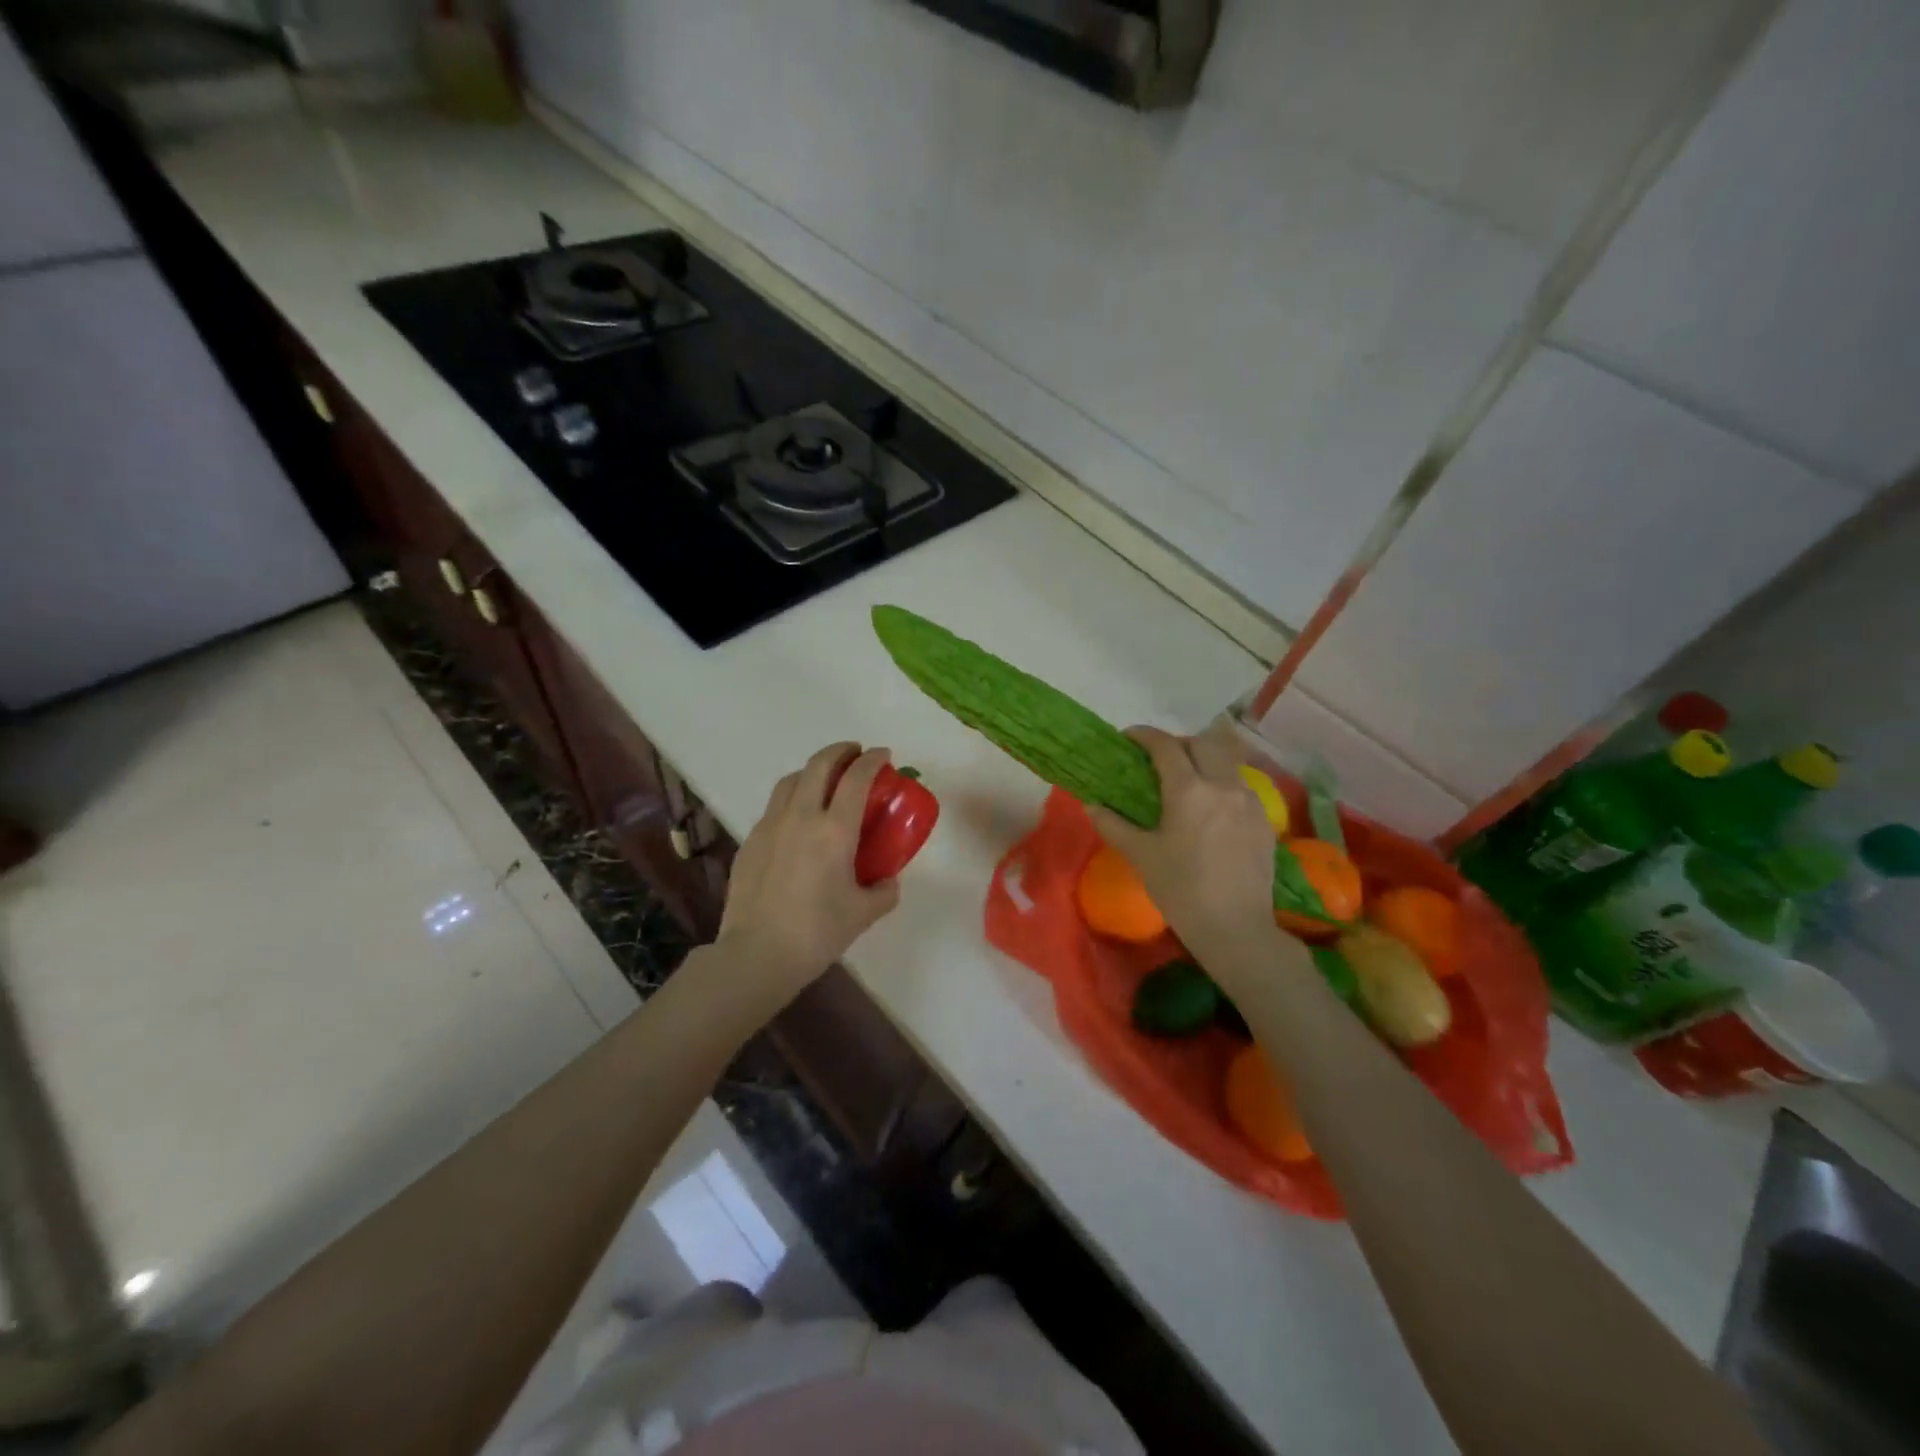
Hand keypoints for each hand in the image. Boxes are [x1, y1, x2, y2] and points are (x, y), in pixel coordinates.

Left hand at [713, 741, 901, 1004]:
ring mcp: (770, 826)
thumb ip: (883, 891)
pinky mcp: (750, 841)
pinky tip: (798, 822)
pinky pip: (774, 807)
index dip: (872, 760)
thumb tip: (887, 881)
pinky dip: (792, 799)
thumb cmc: (817, 932)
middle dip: (840, 751)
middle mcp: (801, 817)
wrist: (757, 954)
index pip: (857, 778)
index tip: (882, 754)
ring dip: (813, 771)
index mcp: (834, 830)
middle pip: (819, 765)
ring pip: (791, 780)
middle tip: (855, 754)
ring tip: (825, 781)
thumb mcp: (863, 914)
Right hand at [1086, 727, 1279, 967]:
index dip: (1144, 736)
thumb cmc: (1181, 890)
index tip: (1128, 738)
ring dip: (1203, 761)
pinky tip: (1210, 810)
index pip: (1165, 746)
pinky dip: (1221, 784)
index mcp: (1189, 790)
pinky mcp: (1264, 821)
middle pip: (1202, 743)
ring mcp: (1250, 802)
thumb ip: (1113, 824)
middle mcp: (1223, 786)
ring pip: (1226, 762)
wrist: (1236, 928)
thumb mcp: (1141, 856)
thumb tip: (1091, 805)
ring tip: (1186, 781)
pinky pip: (1241, 787)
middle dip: (1178, 743)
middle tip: (1158, 759)